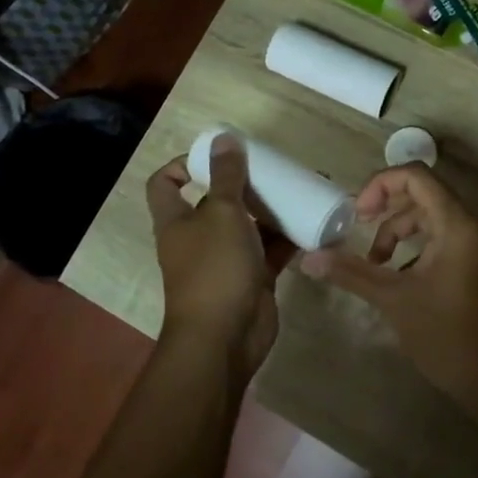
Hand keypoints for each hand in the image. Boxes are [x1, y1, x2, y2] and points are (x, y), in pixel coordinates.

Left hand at [148, 135, 294, 382]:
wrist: (226, 338)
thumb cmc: (214, 268)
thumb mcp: (221, 213)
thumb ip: (227, 176)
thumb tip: (224, 138)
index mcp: (177, 221)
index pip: (165, 184)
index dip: (183, 164)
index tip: (217, 155)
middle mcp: (198, 238)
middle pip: (216, 201)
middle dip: (243, 185)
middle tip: (273, 169)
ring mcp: (226, 261)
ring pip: (248, 226)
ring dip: (270, 210)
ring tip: (299, 190)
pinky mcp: (252, 279)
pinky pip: (270, 251)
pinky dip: (287, 238)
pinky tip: (311, 223)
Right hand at [299, 165, 477, 401]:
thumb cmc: (448, 336)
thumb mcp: (394, 300)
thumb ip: (351, 273)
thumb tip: (308, 258)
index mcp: (457, 224)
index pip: (416, 176)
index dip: (380, 185)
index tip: (356, 215)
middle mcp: (470, 225)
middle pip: (421, 194)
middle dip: (385, 210)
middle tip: (358, 233)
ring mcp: (475, 245)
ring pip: (429, 218)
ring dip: (397, 232)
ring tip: (375, 263)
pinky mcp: (475, 264)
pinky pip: (440, 238)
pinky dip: (413, 247)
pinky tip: (395, 276)